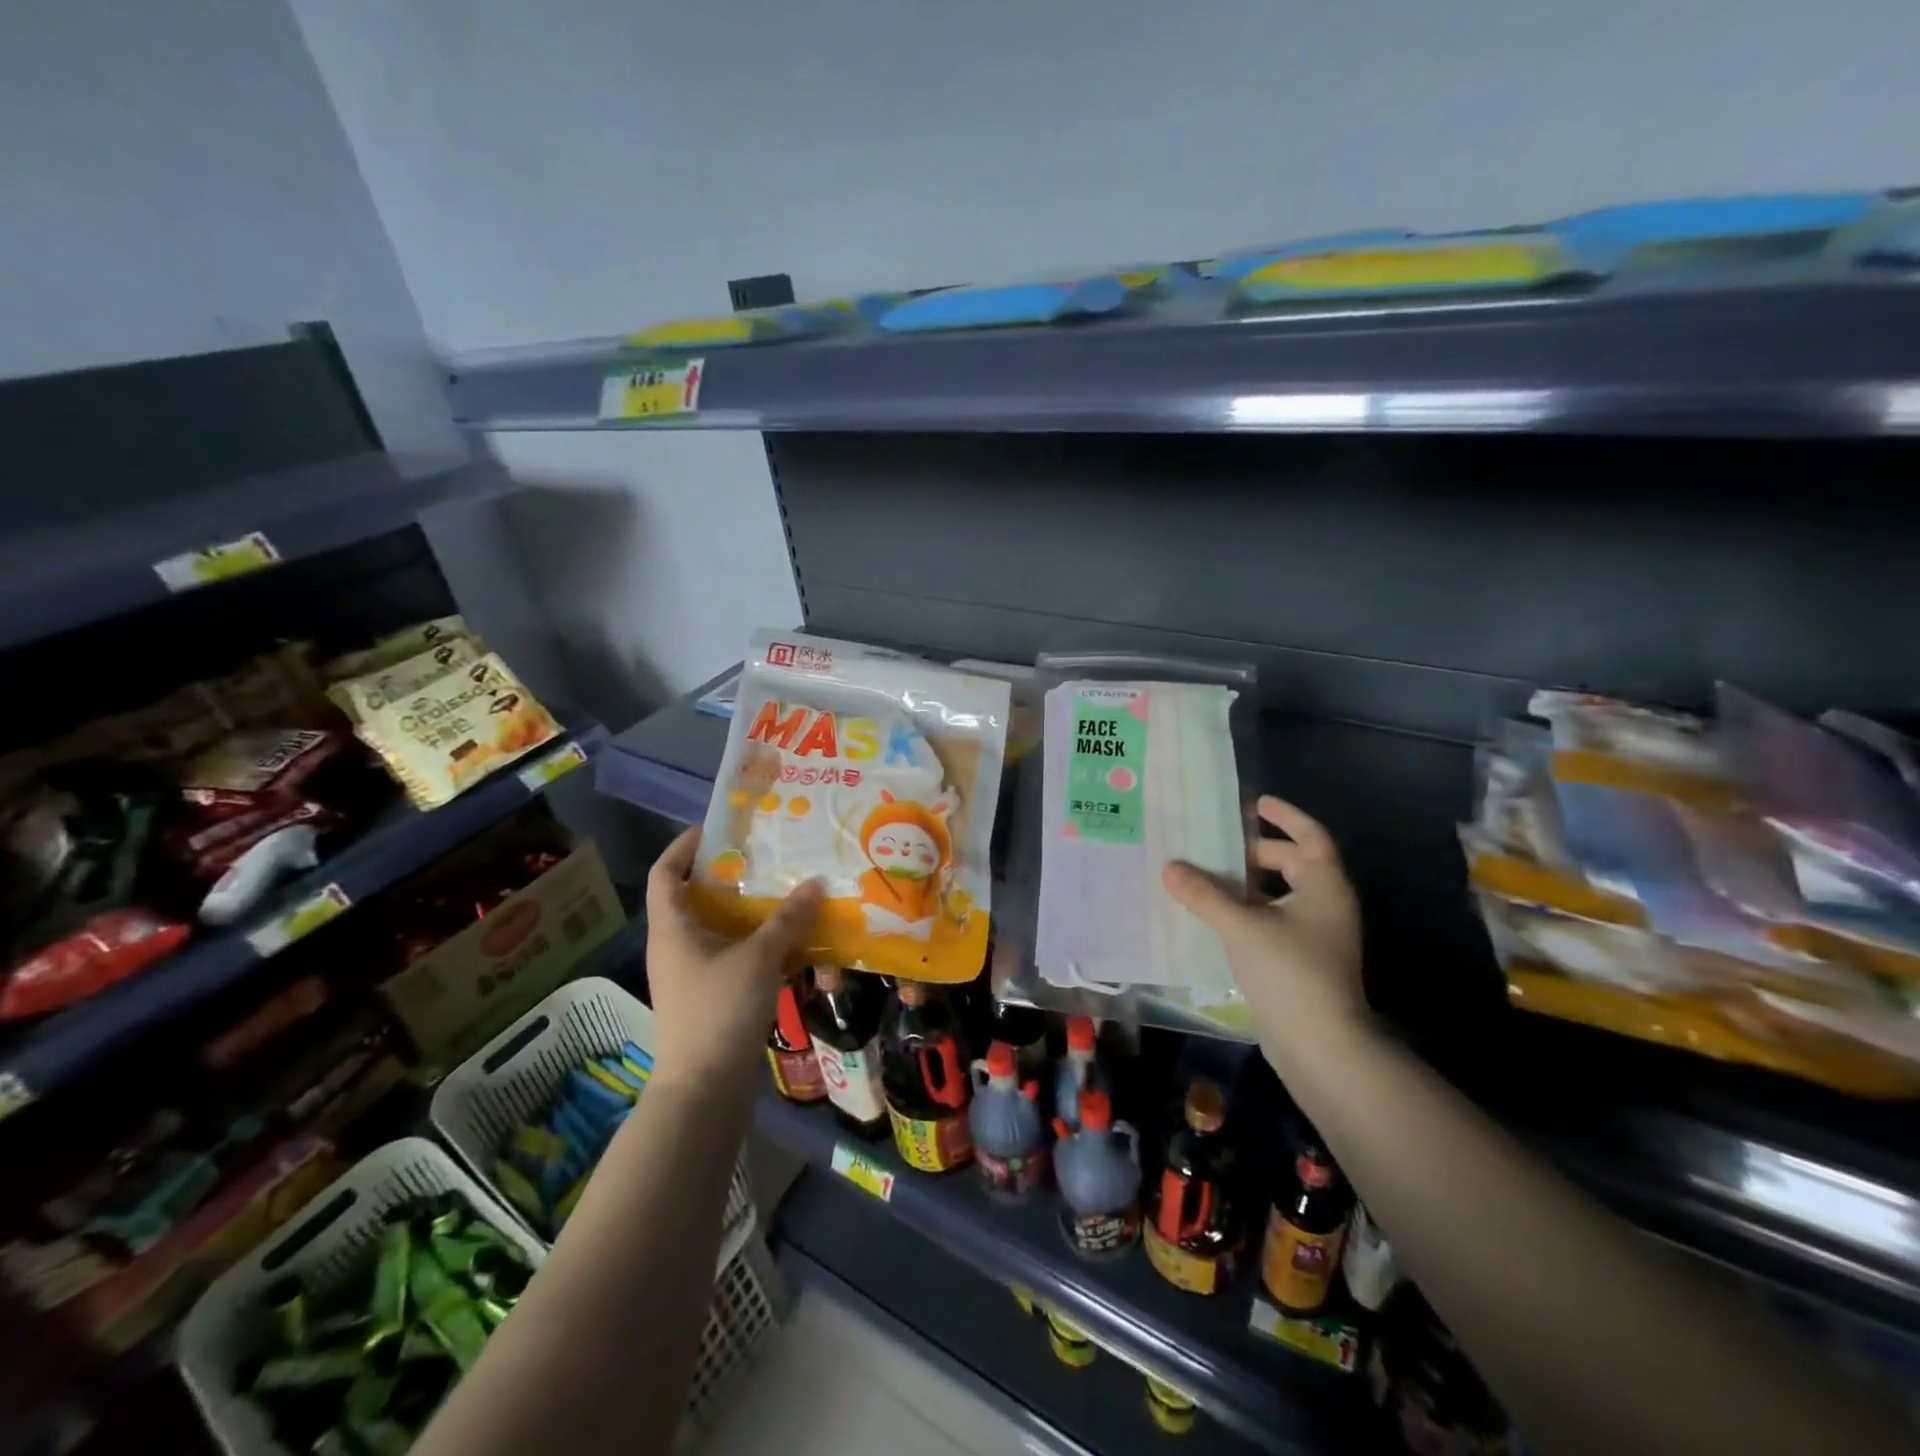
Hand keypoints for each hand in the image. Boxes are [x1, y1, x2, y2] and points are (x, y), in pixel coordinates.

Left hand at [644, 827, 822, 1091]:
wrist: (703, 1090)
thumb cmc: (720, 1011)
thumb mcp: (759, 957)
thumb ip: (787, 919)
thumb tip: (815, 883)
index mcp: (672, 928)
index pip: (664, 872)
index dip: (684, 846)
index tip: (718, 828)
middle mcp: (675, 946)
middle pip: (693, 897)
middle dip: (727, 875)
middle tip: (765, 856)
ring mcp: (690, 974)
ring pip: (717, 928)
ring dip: (746, 911)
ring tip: (783, 891)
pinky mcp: (709, 996)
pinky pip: (731, 955)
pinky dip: (756, 943)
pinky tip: (789, 940)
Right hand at [1161, 796, 1368, 1075]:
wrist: (1320, 1044)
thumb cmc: (1289, 970)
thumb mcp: (1241, 925)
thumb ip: (1204, 894)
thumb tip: (1169, 866)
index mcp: (1324, 886)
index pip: (1310, 836)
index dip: (1285, 816)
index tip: (1255, 802)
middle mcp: (1325, 905)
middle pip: (1292, 864)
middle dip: (1256, 851)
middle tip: (1217, 842)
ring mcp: (1316, 936)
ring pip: (1279, 895)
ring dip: (1246, 884)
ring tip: (1207, 875)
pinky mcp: (1301, 961)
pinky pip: (1271, 921)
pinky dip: (1247, 911)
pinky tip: (1215, 915)